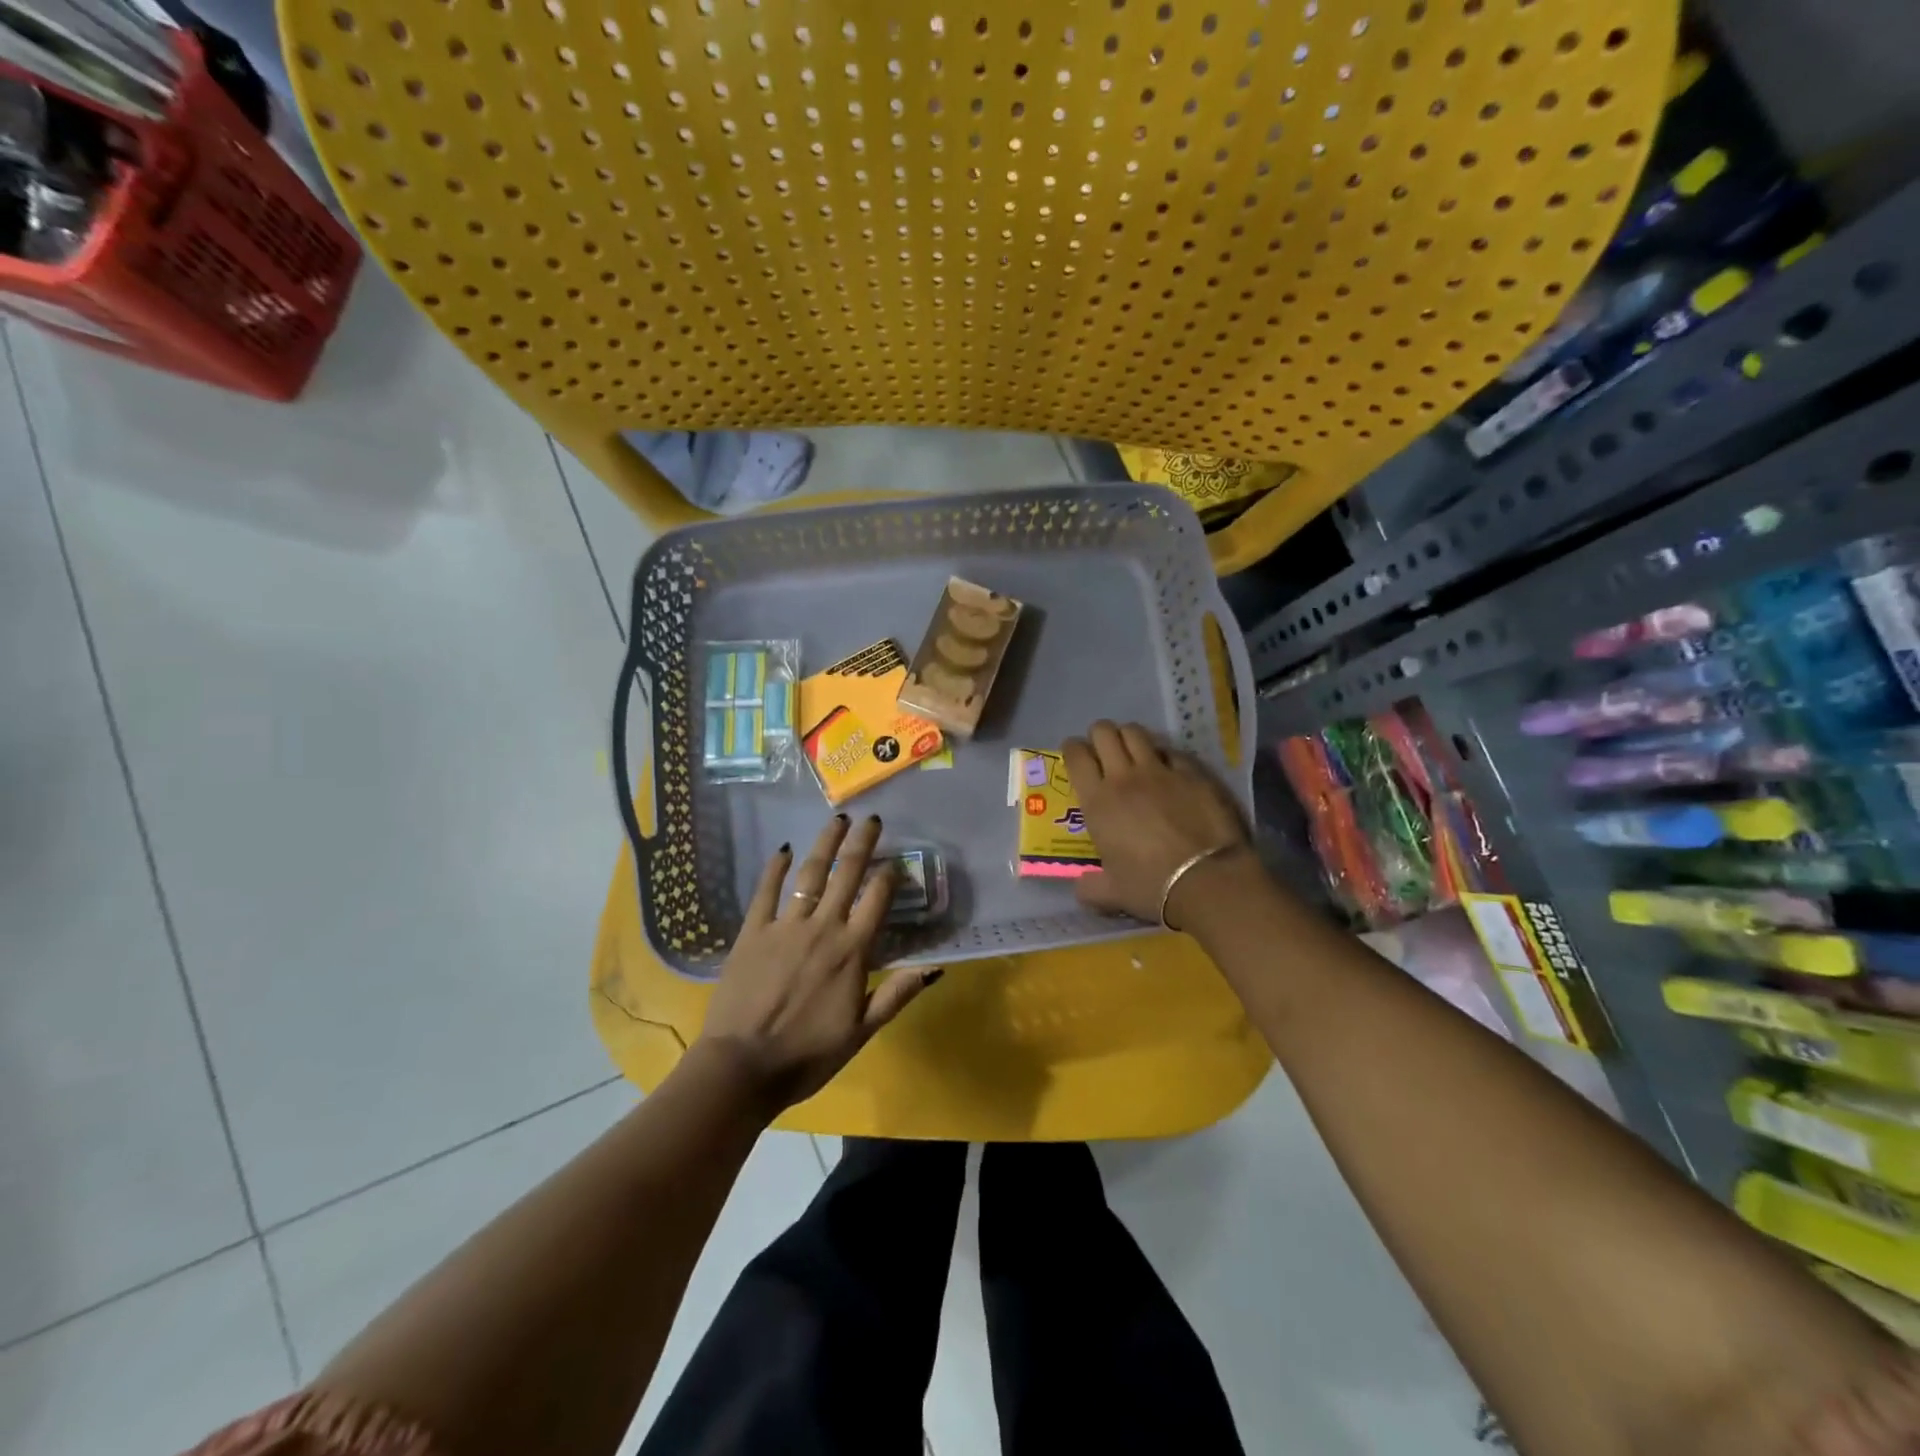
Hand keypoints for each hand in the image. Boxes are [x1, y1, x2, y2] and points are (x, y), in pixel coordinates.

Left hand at [696, 814, 939, 1111]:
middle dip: (862, 843)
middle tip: (871, 819)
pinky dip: (774, 869)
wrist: (742, 1067)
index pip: (878, 899)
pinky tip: (782, 849)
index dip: (890, 876)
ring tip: (837, 820)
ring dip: (825, 844)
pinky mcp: (752, 932)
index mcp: (852, 951)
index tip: (897, 861)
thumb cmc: (807, 1056)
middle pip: (846, 874)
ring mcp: (784, 926)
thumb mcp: (861, 1032)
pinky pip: (765, 892)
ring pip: (810, 874)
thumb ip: (896, 994)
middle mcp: (822, 928)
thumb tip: (935, 968)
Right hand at [1062, 720, 1252, 926]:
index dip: (1072, 749)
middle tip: (1103, 751)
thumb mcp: (1111, 893)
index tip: (1076, 755)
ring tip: (1132, 752)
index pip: (1076, 755)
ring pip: (1136, 732)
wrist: (1206, 880)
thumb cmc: (1151, 886)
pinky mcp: (1192, 773)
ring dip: (1129, 737)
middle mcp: (1124, 777)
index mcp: (1097, 801)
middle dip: (1099, 736)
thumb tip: (1081, 887)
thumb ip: (1090, 887)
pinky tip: (1168, 769)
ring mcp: (1160, 771)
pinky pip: (1172, 751)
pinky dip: (1164, 756)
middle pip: (1104, 732)